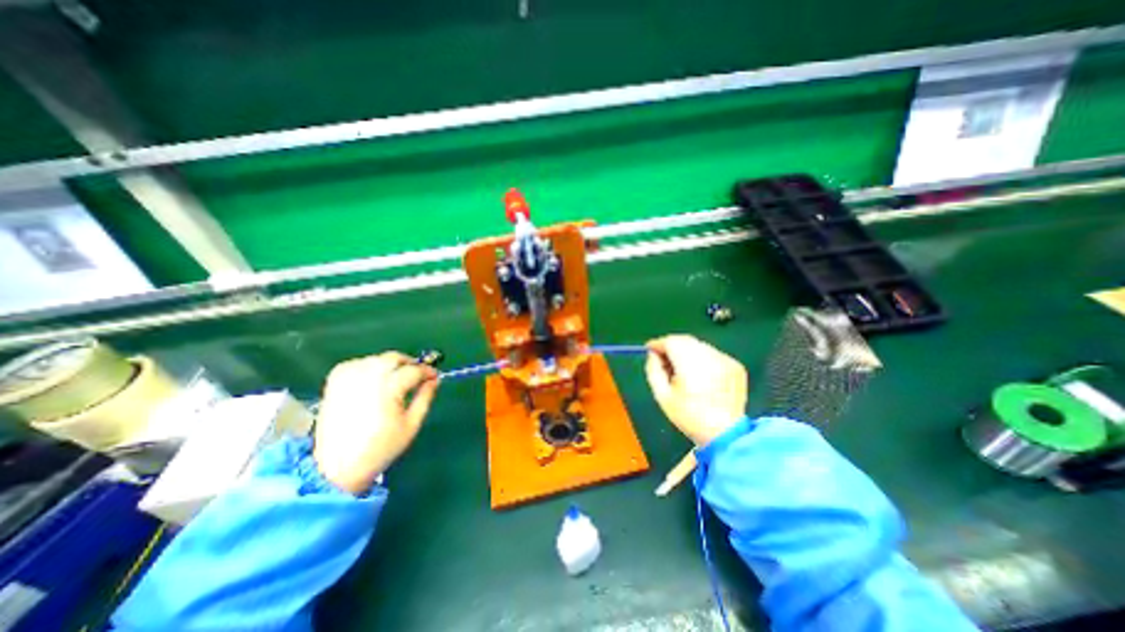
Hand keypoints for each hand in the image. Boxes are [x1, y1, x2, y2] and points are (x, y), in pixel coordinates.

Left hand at [316, 350, 444, 492]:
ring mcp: (348, 379)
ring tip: (396, 378)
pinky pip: (356, 363)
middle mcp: (367, 379)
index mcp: (388, 389)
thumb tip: (434, 380)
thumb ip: (425, 398)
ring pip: (376, 359)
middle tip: (416, 375)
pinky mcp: (334, 383)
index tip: (434, 376)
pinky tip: (373, 378)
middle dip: (409, 363)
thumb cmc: (380, 448)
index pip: (414, 370)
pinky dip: (368, 366)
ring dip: (390, 364)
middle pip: (394, 358)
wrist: (337, 467)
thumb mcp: (411, 424)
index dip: (427, 371)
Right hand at [642, 334, 744, 445]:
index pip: (671, 341)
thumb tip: (653, 354)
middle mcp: (709, 356)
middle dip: (672, 346)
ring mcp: (725, 360)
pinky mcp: (735, 365)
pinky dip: (702, 359)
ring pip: (699, 346)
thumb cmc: (689, 416)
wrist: (726, 434)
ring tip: (682, 370)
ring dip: (687, 352)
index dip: (658, 343)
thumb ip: (653, 370)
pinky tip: (701, 376)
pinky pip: (712, 354)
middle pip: (685, 340)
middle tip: (664, 359)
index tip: (650, 349)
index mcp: (690, 364)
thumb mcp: (662, 396)